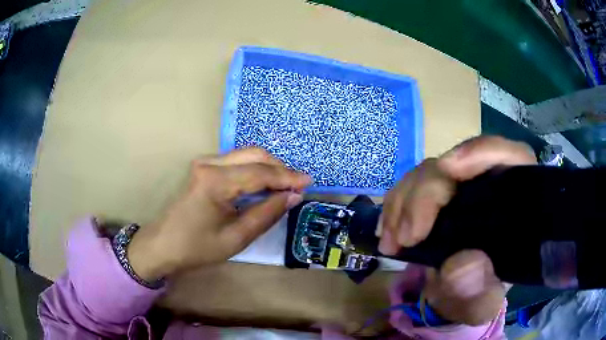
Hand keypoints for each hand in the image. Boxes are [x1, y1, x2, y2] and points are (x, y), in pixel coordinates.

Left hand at [127, 148, 311, 281]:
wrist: (163, 245)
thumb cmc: (197, 247)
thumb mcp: (236, 238)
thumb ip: (267, 214)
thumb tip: (293, 196)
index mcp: (216, 181)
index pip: (260, 173)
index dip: (287, 177)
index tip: (309, 182)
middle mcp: (210, 163)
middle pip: (254, 155)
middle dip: (279, 168)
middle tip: (298, 185)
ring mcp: (205, 163)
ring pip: (246, 155)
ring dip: (268, 168)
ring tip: (285, 186)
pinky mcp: (204, 168)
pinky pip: (236, 162)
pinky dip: (255, 170)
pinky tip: (265, 184)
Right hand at [380, 136, 536, 324]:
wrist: (458, 297)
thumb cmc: (480, 295)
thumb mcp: (482, 304)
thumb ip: (479, 293)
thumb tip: (461, 264)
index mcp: (514, 202)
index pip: (509, 156)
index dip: (481, 153)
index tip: (449, 168)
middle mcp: (488, 186)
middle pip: (457, 164)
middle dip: (426, 194)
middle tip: (405, 237)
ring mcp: (460, 188)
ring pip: (429, 173)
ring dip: (403, 203)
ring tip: (392, 241)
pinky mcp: (437, 195)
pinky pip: (411, 187)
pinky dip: (395, 207)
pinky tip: (388, 232)